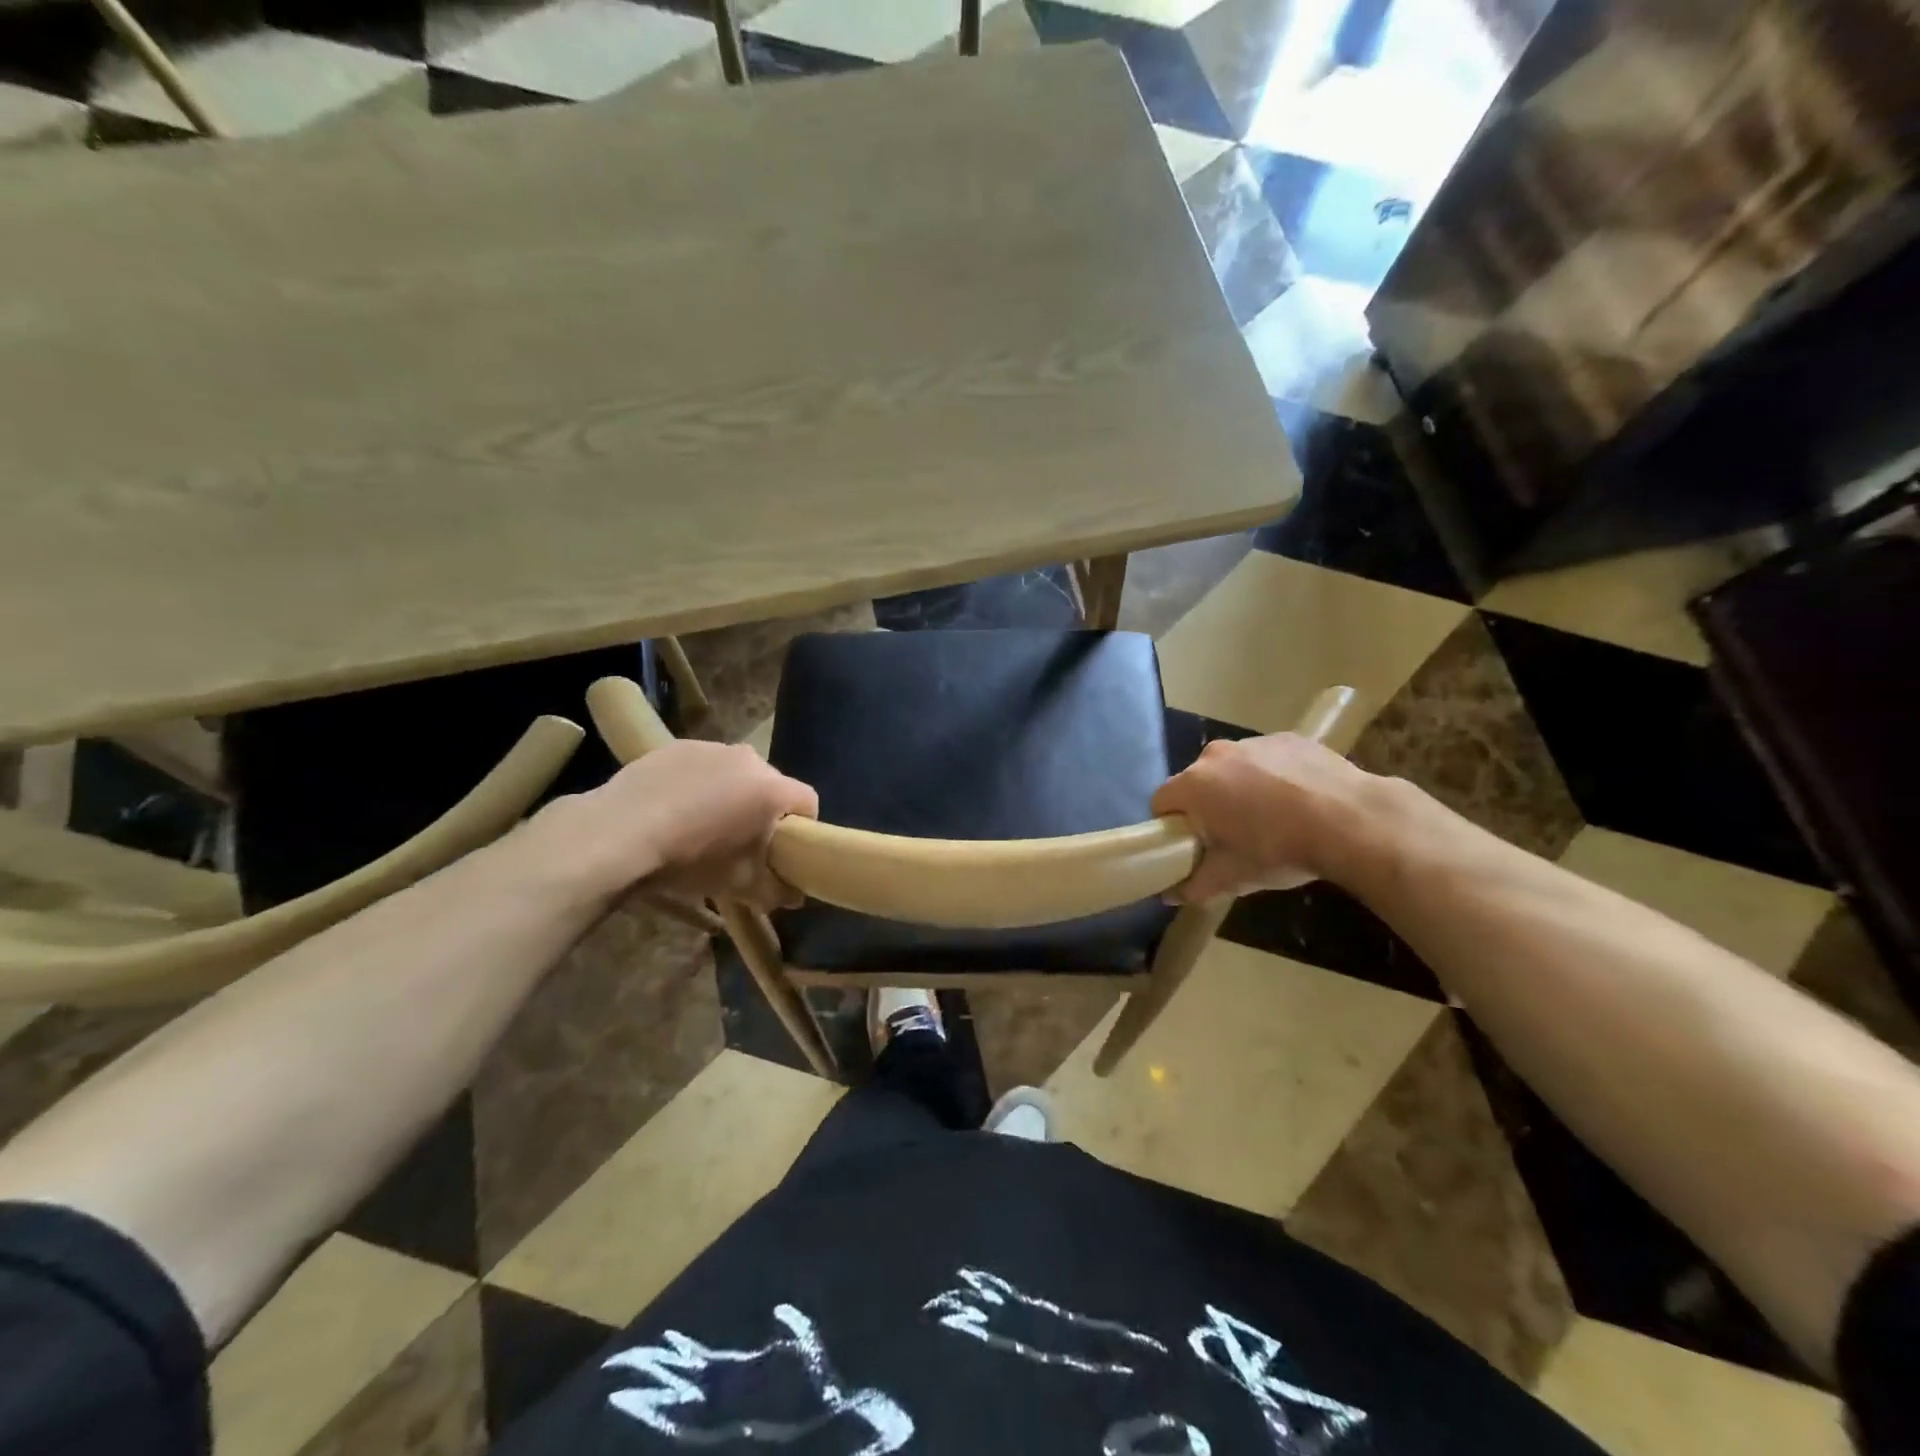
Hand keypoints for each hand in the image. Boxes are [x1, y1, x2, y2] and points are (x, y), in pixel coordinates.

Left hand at [523, 741, 817, 909]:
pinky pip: (702, 766)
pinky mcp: (676, 746)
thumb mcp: (738, 885)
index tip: (784, 851)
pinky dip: (698, 784)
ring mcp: (711, 748)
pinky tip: (674, 810)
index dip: (802, 828)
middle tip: (743, 842)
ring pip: (735, 773)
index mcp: (772, 790)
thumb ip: (775, 890)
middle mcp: (749, 759)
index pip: (808, 802)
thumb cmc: (689, 860)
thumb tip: (794, 897)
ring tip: (703, 825)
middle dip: (763, 810)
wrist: (617, 834)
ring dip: (730, 795)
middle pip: (771, 785)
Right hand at [1151, 733, 1383, 902]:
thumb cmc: (1279, 849)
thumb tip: (1169, 896)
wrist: (1352, 820)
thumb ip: (1194, 885)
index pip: (1161, 802)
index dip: (1171, 826)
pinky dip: (1273, 776)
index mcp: (1194, 785)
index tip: (1192, 845)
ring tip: (1270, 818)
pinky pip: (1266, 759)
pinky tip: (1298, 800)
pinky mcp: (1289, 738)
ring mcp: (1254, 742)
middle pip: (1196, 781)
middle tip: (1231, 836)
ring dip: (1239, 788)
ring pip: (1232, 768)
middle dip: (1206, 805)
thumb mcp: (1233, 877)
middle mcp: (1216, 755)